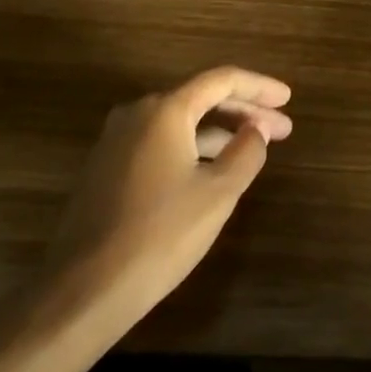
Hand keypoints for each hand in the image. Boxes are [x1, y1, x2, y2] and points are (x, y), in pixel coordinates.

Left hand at [43, 67, 292, 324]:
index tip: (288, 99)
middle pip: (201, 98)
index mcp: (166, 109)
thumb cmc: (159, 235)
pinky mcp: (105, 168)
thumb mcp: (218, 194)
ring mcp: (116, 140)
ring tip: (253, 149)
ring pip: (180, 123)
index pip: (222, 80)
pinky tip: (211, 169)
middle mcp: (138, 113)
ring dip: (219, 131)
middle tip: (281, 128)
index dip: (259, 87)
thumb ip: (246, 152)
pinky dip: (192, 147)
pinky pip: (160, 143)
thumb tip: (257, 130)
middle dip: (243, 111)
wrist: (82, 291)